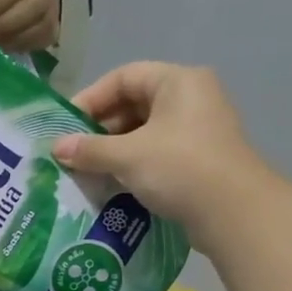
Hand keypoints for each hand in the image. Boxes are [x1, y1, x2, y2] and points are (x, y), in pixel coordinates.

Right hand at [52, 61, 260, 223]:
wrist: (235, 213)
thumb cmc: (180, 168)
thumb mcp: (128, 156)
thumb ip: (89, 149)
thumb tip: (56, 147)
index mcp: (178, 82)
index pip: (124, 77)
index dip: (91, 98)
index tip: (66, 126)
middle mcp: (191, 97)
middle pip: (134, 104)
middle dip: (101, 128)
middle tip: (74, 152)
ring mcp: (198, 129)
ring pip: (144, 131)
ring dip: (114, 149)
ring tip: (88, 171)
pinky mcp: (200, 158)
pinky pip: (157, 152)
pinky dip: (133, 164)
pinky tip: (113, 183)